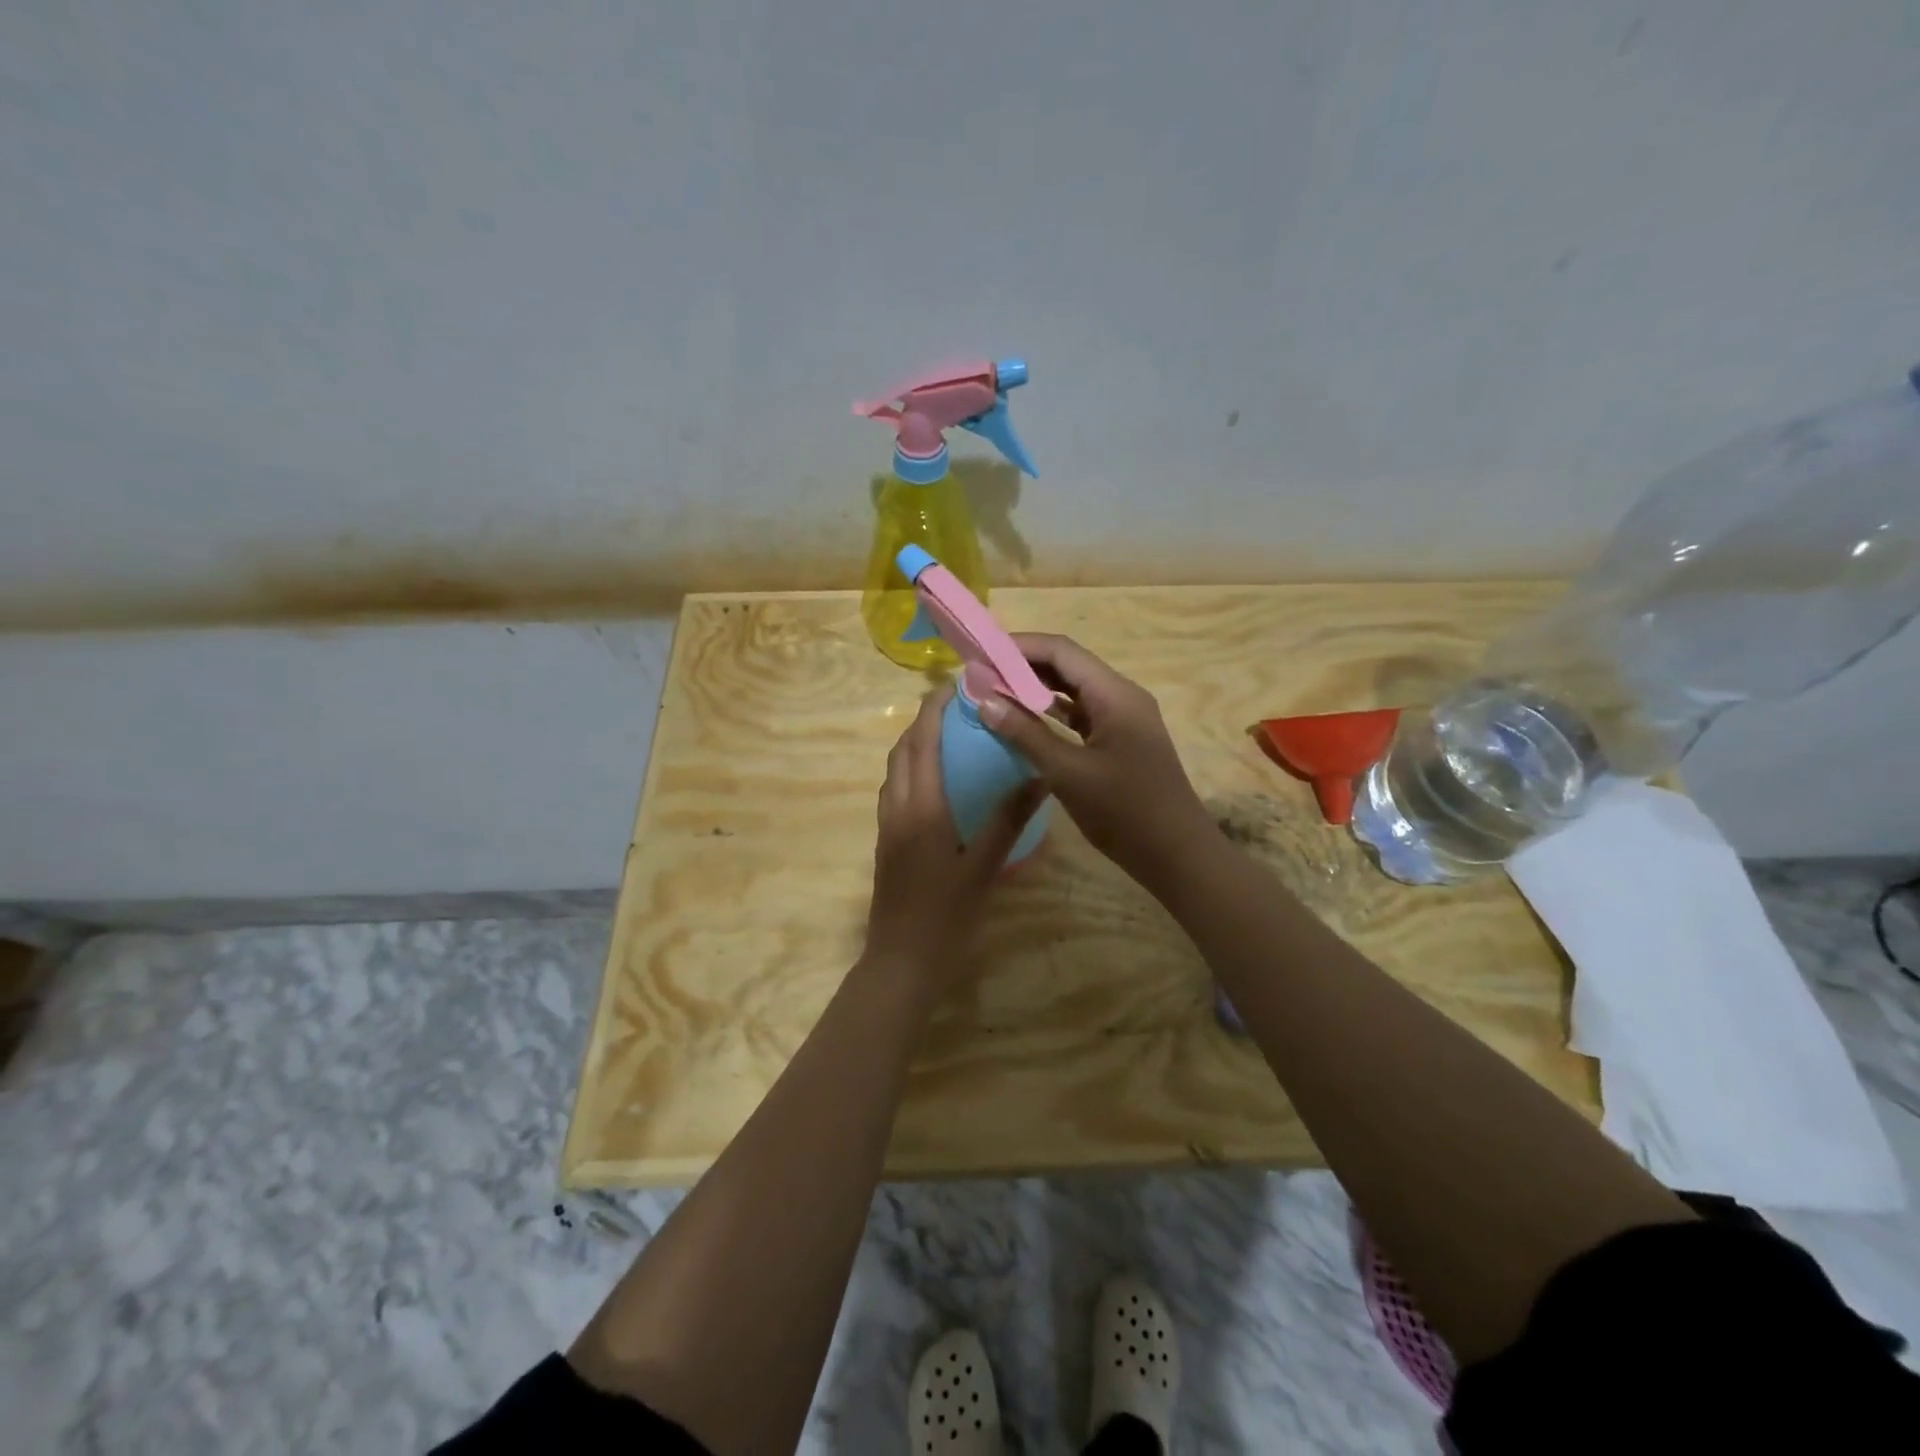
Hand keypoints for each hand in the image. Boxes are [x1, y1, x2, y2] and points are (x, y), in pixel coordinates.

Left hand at [862, 685, 1045, 996]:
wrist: (901, 961)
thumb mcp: (984, 868)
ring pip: (895, 770)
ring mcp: (887, 826)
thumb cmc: (946, 916)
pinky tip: (937, 782)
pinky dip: (911, 770)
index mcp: (921, 808)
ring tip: (948, 736)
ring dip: (914, 745)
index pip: (922, 742)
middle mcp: (897, 808)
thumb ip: (1009, 820)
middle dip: (922, 721)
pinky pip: (895, 790)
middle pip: (902, 750)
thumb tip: (1038, 776)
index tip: (954, 684)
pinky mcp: (886, 842)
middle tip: (956, 707)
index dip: (933, 708)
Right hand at [977, 633, 1214, 889]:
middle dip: (1023, 665)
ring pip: (1073, 690)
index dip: (1019, 646)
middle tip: (980, 672)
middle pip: (1067, 666)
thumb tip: (984, 700)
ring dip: (1035, 688)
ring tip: (994, 690)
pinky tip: (1023, 719)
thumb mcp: (1068, 772)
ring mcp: (1122, 719)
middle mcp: (1121, 696)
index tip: (980, 653)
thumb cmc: (1125, 811)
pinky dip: (1051, 712)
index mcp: (1115, 694)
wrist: (1176, 854)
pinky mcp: (1119, 740)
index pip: (1061, 651)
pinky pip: (1080, 714)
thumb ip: (1025, 734)